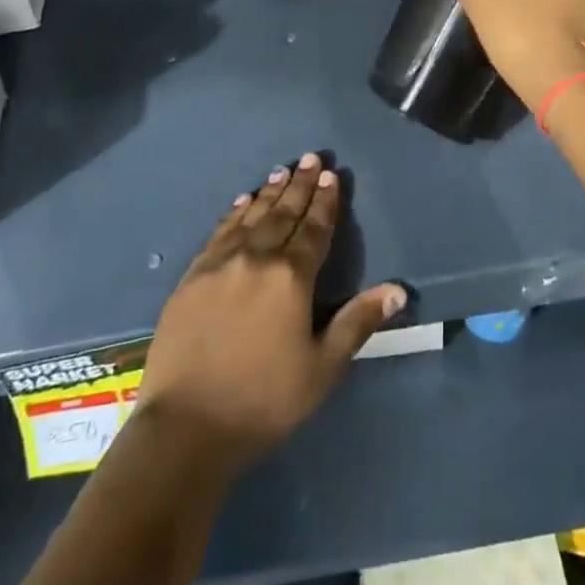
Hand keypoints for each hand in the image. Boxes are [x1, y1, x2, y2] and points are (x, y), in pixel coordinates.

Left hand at [138, 153, 404, 468]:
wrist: (186, 426)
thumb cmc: (263, 400)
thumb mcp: (322, 368)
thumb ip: (357, 322)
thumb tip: (397, 290)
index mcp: (292, 277)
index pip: (314, 229)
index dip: (325, 202)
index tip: (331, 176)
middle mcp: (257, 258)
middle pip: (284, 214)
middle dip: (300, 185)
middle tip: (311, 158)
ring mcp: (221, 263)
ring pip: (251, 216)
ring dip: (269, 193)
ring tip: (282, 171)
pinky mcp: (193, 275)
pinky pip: (220, 232)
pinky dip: (235, 212)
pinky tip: (242, 201)